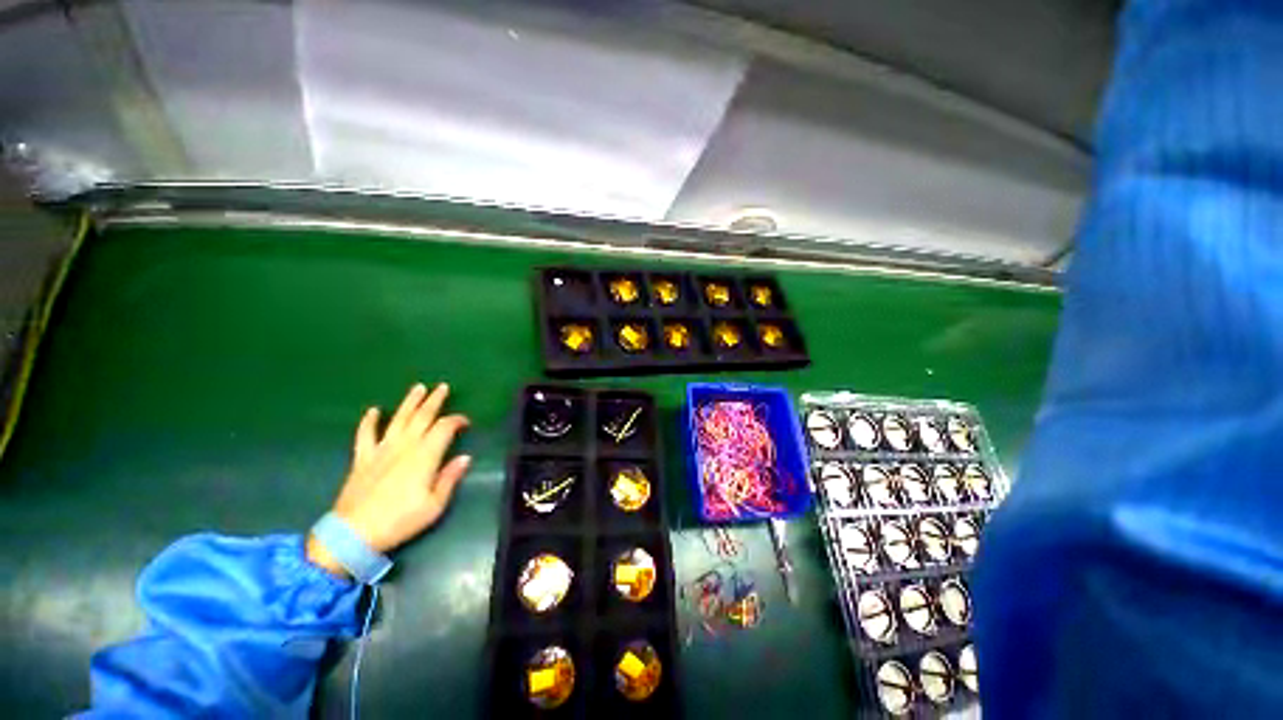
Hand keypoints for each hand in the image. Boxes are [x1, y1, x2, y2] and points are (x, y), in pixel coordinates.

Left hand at [307, 383, 471, 577]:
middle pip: (422, 417)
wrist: (353, 534)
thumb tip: (465, 458)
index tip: (465, 422)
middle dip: (434, 401)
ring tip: (418, 388)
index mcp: (424, 456)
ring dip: (409, 402)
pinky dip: (369, 421)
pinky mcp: (362, 458)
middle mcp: (404, 447)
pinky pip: (365, 434)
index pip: (444, 428)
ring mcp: (381, 450)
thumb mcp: (434, 505)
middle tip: (442, 387)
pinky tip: (373, 410)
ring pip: (398, 419)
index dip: (457, 420)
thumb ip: (449, 478)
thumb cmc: (400, 521)